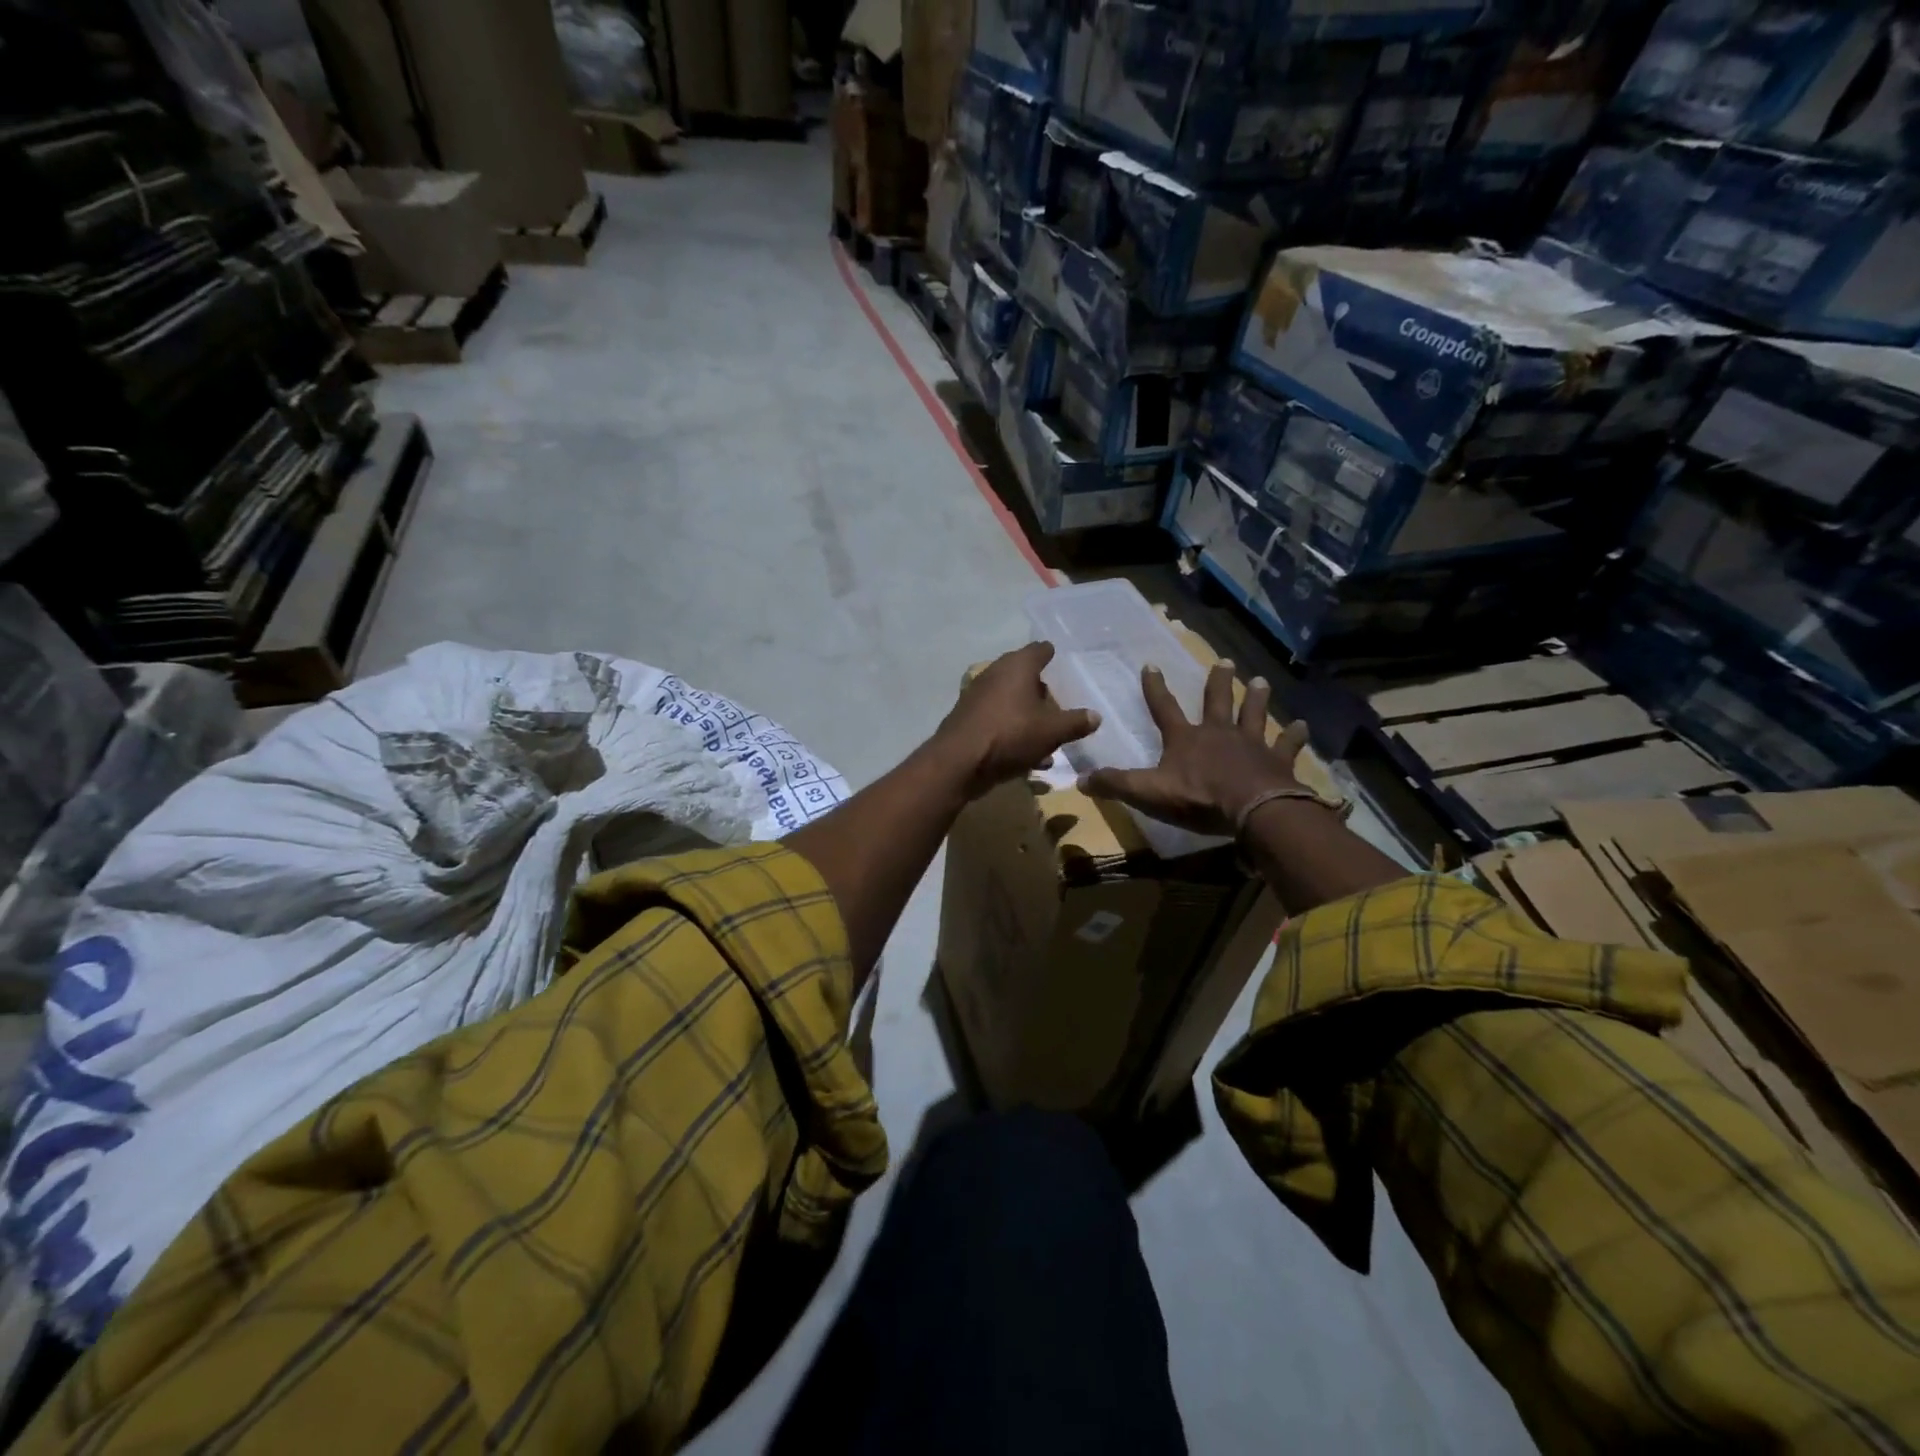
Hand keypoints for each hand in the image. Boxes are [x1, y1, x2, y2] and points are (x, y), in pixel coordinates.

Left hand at [933, 642, 1099, 798]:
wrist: (958, 762)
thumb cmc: (1010, 735)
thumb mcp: (1051, 731)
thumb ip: (1075, 722)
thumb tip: (1096, 716)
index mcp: (1017, 666)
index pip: (1039, 650)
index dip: (1051, 654)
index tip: (1060, 660)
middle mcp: (995, 674)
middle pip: (1023, 675)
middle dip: (1041, 689)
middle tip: (1059, 703)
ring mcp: (978, 696)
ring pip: (1011, 701)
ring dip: (1028, 715)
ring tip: (1048, 736)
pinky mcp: (968, 719)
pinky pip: (998, 720)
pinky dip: (1013, 731)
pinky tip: (1028, 755)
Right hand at [1080, 663, 1310, 836]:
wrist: (1253, 809)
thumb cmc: (1198, 798)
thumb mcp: (1148, 793)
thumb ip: (1116, 784)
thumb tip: (1081, 780)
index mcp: (1185, 739)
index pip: (1164, 708)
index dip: (1155, 688)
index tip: (1151, 664)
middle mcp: (1218, 733)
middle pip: (1216, 702)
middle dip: (1217, 682)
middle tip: (1224, 662)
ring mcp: (1251, 744)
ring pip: (1253, 714)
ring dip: (1256, 698)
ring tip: (1259, 681)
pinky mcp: (1277, 761)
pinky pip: (1286, 745)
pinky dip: (1294, 736)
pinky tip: (1302, 726)